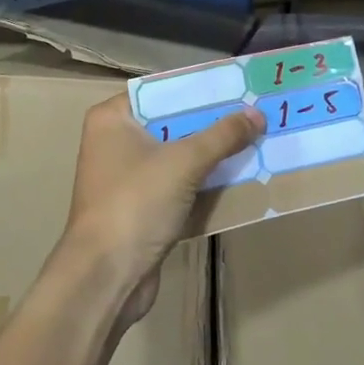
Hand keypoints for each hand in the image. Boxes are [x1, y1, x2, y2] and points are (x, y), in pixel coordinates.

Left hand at [51, 95, 262, 327]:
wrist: (106, 276)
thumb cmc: (136, 203)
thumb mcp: (184, 162)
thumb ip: (222, 135)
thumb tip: (257, 114)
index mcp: (112, 119)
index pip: (160, 91)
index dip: (199, 90)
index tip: (237, 87)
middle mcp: (114, 142)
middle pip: (171, 123)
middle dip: (211, 123)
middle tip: (254, 114)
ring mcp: (125, 177)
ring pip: (176, 156)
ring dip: (211, 155)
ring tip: (254, 142)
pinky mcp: (138, 207)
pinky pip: (176, 185)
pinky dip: (202, 183)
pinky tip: (238, 178)